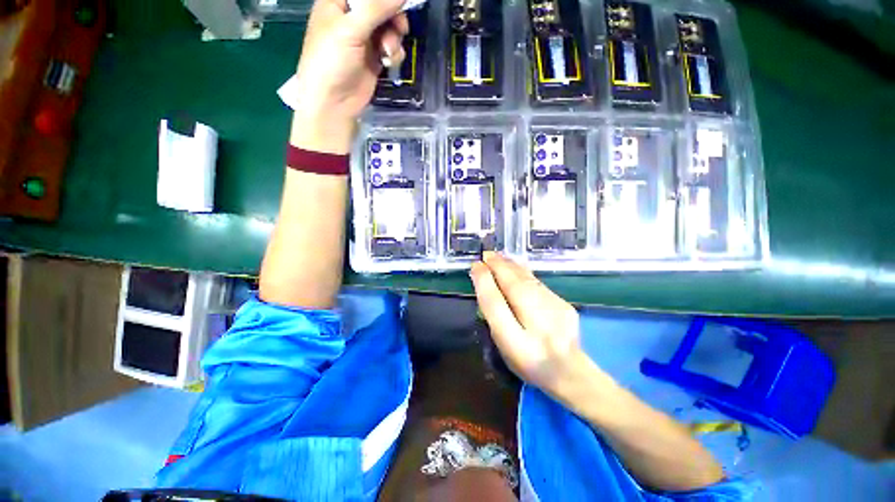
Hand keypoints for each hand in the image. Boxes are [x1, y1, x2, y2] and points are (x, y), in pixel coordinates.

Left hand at [289, 0, 408, 152]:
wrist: (334, 102)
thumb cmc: (332, 61)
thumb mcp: (350, 29)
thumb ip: (376, 8)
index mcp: (337, 2)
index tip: (398, 2)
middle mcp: (351, 16)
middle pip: (379, 6)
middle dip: (392, 15)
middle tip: (399, 26)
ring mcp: (363, 38)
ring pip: (388, 26)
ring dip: (394, 37)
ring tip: (389, 51)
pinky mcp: (374, 57)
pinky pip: (390, 47)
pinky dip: (394, 52)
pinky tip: (389, 61)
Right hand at [471, 252, 601, 397]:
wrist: (569, 372)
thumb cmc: (529, 361)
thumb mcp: (505, 344)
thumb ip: (494, 315)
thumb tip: (485, 286)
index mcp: (517, 339)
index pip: (495, 303)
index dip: (484, 281)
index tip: (476, 265)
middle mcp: (537, 321)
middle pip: (514, 285)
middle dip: (498, 266)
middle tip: (486, 255)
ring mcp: (555, 310)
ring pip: (528, 281)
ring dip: (511, 266)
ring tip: (498, 257)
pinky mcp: (564, 304)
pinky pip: (538, 284)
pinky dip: (524, 273)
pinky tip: (516, 268)